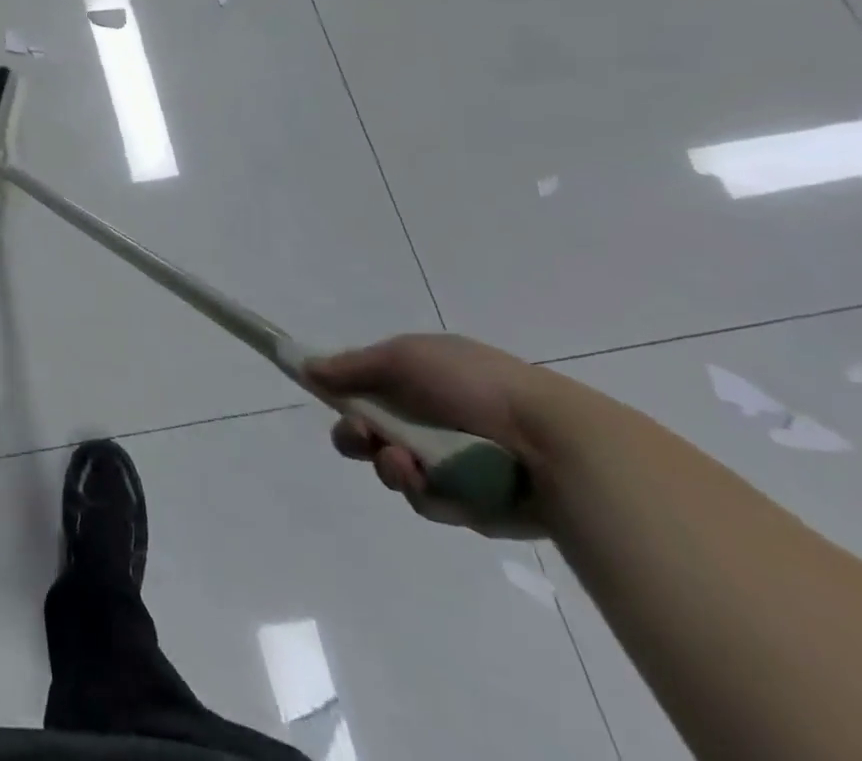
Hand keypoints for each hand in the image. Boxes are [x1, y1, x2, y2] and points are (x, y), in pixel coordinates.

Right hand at [306, 333, 569, 537]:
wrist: (555, 443)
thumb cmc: (473, 386)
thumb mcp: (404, 358)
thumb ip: (352, 366)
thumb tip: (307, 367)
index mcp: (422, 378)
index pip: (367, 388)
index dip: (344, 398)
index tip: (332, 403)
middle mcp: (434, 417)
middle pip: (374, 433)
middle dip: (359, 438)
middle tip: (365, 439)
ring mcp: (455, 461)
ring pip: (397, 471)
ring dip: (393, 468)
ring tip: (410, 468)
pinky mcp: (474, 503)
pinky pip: (431, 502)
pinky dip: (429, 494)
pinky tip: (440, 487)